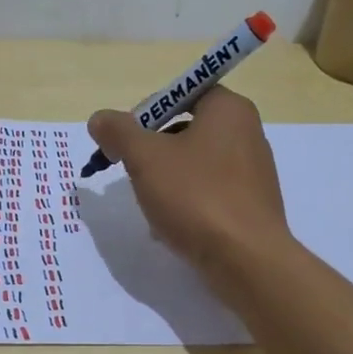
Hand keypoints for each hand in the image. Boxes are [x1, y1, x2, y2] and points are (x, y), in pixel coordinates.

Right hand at [86, 86, 291, 289]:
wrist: (246, 260)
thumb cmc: (196, 196)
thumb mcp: (145, 158)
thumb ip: (118, 132)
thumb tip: (99, 119)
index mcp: (228, 109)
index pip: (179, 93)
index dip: (146, 113)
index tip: (125, 142)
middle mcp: (247, 132)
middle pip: (184, 130)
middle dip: (152, 152)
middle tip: (132, 173)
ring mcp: (253, 171)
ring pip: (193, 165)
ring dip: (165, 181)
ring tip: (149, 206)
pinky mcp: (251, 204)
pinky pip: (208, 192)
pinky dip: (186, 203)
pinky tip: (169, 227)